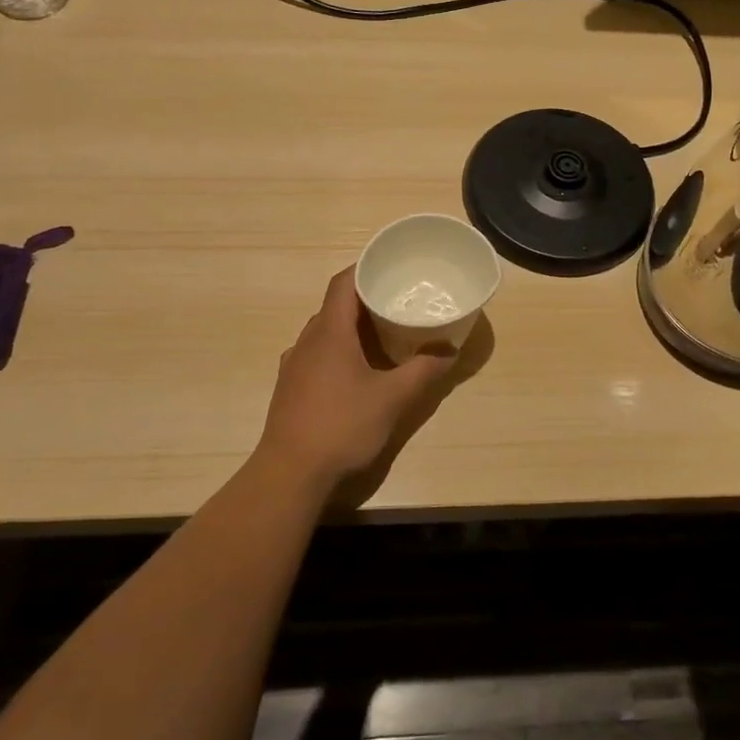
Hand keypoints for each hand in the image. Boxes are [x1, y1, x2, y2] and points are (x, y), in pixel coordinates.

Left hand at [255, 267, 457, 493]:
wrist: (290, 473)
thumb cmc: (341, 426)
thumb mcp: (392, 399)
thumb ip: (423, 371)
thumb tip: (449, 351)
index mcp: (329, 332)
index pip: (343, 283)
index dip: (365, 268)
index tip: (391, 267)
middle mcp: (307, 341)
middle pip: (335, 306)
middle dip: (366, 300)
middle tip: (399, 302)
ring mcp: (294, 365)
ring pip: (325, 332)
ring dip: (353, 328)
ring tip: (385, 335)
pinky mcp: (291, 387)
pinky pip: (318, 355)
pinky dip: (340, 351)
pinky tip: (359, 372)